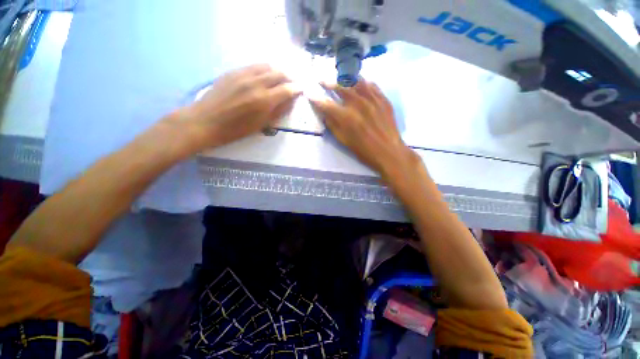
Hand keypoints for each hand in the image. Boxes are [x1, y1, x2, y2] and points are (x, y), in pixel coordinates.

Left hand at [183, 64, 301, 149]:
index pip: (287, 89)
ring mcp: (243, 74)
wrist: (206, 121)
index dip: (296, 89)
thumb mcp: (261, 125)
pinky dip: (263, 69)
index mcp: (264, 100)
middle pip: (278, 73)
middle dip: (289, 77)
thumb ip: (278, 112)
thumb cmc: (236, 129)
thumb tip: (290, 101)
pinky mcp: (233, 71)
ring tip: (280, 77)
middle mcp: (256, 83)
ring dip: (277, 70)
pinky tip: (264, 75)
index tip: (301, 89)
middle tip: (292, 83)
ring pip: (266, 66)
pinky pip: (253, 66)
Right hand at [310, 80, 416, 180]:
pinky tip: (360, 84)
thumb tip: (325, 114)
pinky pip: (371, 85)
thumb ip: (333, 126)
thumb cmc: (365, 151)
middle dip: (328, 82)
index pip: (326, 104)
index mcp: (346, 118)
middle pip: (340, 87)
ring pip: (356, 81)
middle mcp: (358, 104)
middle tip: (322, 80)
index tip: (309, 92)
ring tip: (340, 79)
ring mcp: (373, 99)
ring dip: (345, 79)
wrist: (389, 152)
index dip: (316, 98)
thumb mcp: (345, 142)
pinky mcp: (383, 99)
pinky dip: (362, 83)